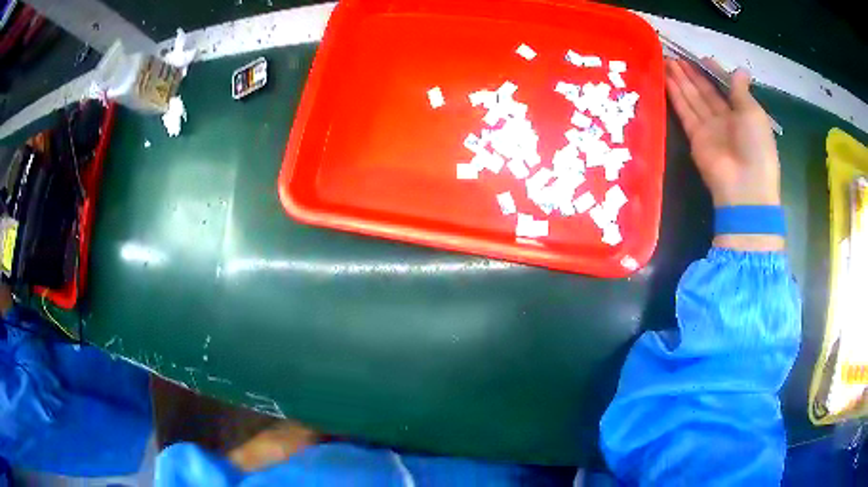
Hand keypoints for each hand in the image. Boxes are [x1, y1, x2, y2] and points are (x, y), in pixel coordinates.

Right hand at [665, 58, 783, 250]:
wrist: (745, 187)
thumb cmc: (757, 148)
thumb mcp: (754, 114)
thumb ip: (741, 91)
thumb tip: (740, 70)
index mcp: (743, 114)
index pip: (725, 88)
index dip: (714, 72)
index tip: (702, 58)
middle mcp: (725, 119)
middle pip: (705, 92)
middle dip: (692, 73)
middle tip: (675, 55)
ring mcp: (709, 128)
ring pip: (693, 98)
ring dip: (680, 80)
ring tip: (667, 60)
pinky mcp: (695, 137)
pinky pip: (685, 111)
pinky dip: (675, 95)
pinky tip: (666, 79)